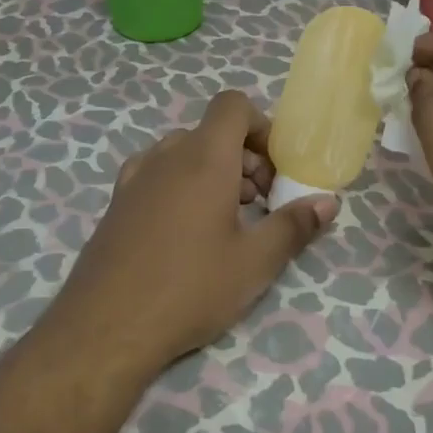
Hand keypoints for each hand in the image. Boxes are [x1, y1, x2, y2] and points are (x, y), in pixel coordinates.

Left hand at [56, 90, 336, 373]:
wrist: (105, 327)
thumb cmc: (190, 288)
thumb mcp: (254, 263)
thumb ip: (293, 226)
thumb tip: (327, 202)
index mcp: (204, 158)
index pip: (232, 105)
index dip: (260, 126)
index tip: (276, 168)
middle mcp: (166, 155)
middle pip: (212, 132)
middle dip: (244, 157)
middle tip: (260, 202)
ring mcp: (136, 177)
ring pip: (184, 153)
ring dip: (213, 172)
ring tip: (228, 221)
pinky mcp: (117, 202)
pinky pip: (158, 173)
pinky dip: (181, 185)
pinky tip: (186, 232)